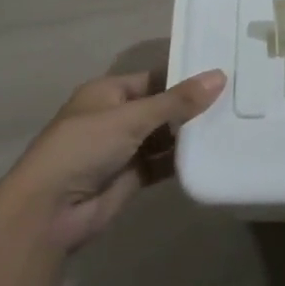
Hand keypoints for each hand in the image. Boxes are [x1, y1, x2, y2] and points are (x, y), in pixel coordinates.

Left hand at [0, 68, 226, 250]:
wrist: (48, 212)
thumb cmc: (84, 147)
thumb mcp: (131, 118)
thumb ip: (176, 101)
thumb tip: (220, 76)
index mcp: (109, 92)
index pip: (154, 77)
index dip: (184, 76)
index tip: (222, 73)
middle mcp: (116, 117)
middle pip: (161, 107)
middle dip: (191, 106)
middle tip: (236, 98)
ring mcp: (123, 149)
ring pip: (163, 136)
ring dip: (189, 134)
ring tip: (232, 123)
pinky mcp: (131, 178)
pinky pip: (162, 163)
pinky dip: (181, 160)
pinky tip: (211, 153)